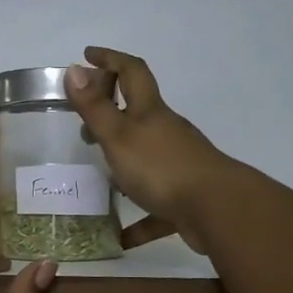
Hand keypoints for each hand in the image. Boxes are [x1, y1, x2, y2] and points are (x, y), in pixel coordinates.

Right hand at [66, 47, 237, 249]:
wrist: (217, 210)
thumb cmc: (161, 167)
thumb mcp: (118, 135)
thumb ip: (95, 107)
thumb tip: (75, 69)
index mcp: (149, 112)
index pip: (131, 72)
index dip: (110, 59)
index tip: (87, 55)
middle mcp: (165, 132)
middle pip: (138, 111)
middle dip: (112, 109)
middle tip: (84, 122)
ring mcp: (177, 164)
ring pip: (145, 156)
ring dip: (122, 160)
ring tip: (97, 171)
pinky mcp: (183, 197)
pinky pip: (154, 207)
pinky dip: (138, 218)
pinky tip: (119, 237)